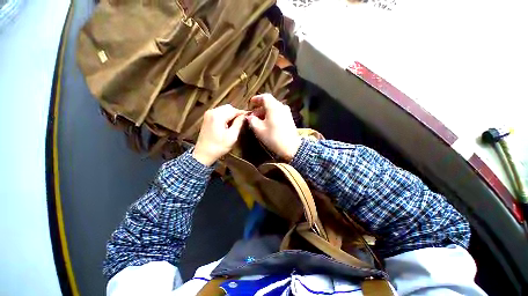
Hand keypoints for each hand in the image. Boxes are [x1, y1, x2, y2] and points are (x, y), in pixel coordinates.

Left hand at [193, 105, 245, 165]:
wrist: (204, 153)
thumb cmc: (219, 146)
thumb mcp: (232, 136)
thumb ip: (239, 123)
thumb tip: (244, 116)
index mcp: (218, 116)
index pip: (234, 110)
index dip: (242, 113)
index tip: (249, 117)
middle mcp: (212, 112)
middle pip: (228, 107)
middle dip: (236, 113)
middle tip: (241, 122)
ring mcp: (208, 114)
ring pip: (224, 109)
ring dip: (231, 114)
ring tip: (235, 124)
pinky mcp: (207, 117)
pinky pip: (219, 112)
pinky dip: (225, 116)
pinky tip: (228, 124)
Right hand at [246, 94, 300, 160]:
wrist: (291, 147)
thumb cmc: (273, 137)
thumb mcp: (259, 129)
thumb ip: (252, 121)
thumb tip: (250, 117)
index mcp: (274, 107)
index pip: (265, 97)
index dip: (257, 99)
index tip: (251, 103)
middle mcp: (282, 107)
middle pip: (270, 103)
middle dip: (260, 108)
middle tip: (253, 115)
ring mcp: (287, 113)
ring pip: (274, 108)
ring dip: (266, 112)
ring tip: (259, 120)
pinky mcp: (290, 119)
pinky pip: (279, 113)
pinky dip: (272, 115)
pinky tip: (268, 123)